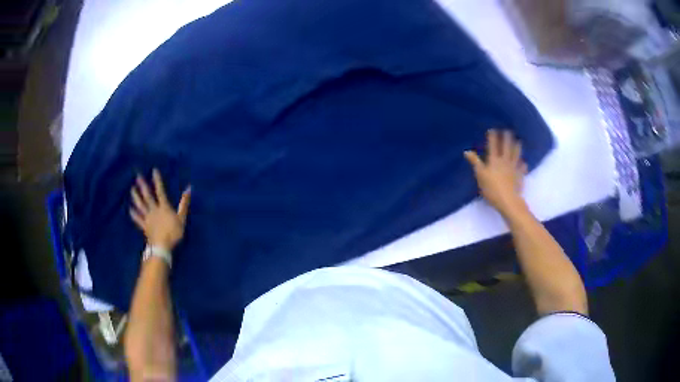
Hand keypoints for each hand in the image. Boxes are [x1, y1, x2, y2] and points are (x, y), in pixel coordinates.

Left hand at [130, 169, 190, 250]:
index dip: (157, 181)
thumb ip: (184, 204)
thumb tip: (188, 189)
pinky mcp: (144, 226)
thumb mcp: (182, 218)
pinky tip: (130, 209)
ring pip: (141, 206)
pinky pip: (138, 219)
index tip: (154, 170)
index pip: (160, 191)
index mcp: (164, 207)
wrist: (162, 246)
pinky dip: (134, 214)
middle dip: (143, 186)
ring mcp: (148, 218)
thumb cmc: (174, 233)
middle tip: (137, 177)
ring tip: (132, 189)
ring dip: (136, 197)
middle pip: (147, 196)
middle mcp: (154, 210)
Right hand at [464, 129, 527, 215]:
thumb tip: (467, 151)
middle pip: (506, 148)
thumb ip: (475, 162)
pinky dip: (523, 165)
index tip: (493, 130)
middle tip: (508, 131)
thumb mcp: (480, 176)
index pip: (493, 146)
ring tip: (518, 141)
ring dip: (517, 148)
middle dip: (506, 139)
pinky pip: (522, 169)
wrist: (508, 201)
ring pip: (516, 155)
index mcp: (494, 161)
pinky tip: (524, 163)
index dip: (493, 138)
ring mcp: (514, 168)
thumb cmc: (492, 189)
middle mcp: (505, 162)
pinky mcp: (520, 177)